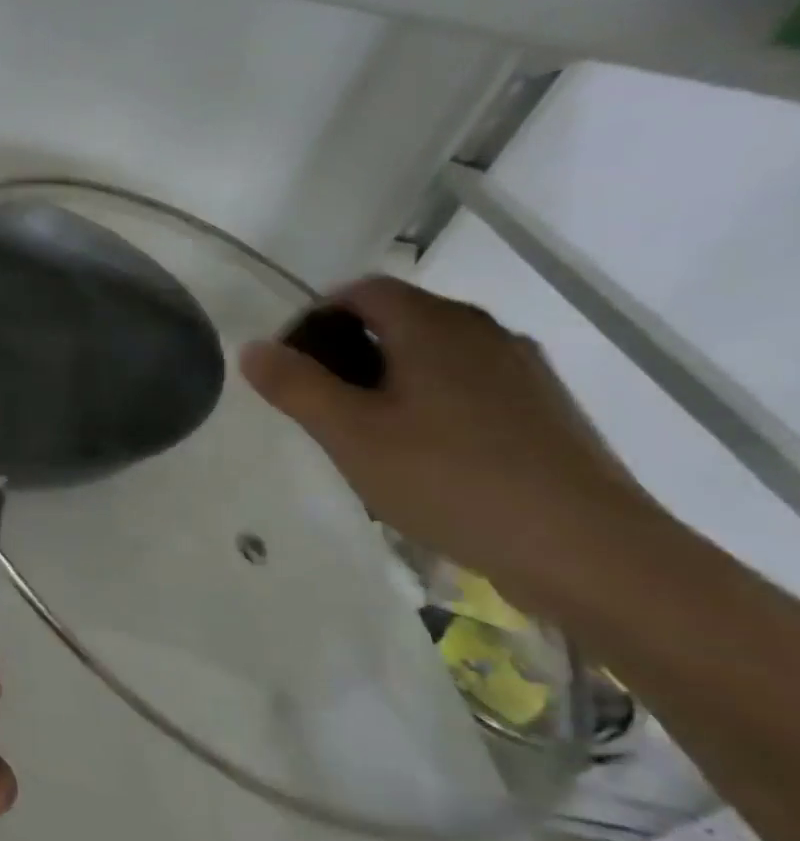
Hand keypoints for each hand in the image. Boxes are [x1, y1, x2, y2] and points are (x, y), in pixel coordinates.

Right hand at [240, 276, 658, 601]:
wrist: (588, 549)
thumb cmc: (449, 478)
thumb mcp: (348, 434)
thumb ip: (294, 385)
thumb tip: (253, 347)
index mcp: (433, 325)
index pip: (360, 291)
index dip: (314, 316)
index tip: (289, 363)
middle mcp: (482, 332)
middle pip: (398, 318)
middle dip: (347, 350)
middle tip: (318, 402)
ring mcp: (522, 370)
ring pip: (434, 354)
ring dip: (388, 377)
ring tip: (364, 431)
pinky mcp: (545, 409)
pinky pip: (468, 385)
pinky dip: (430, 400)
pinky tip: (423, 453)